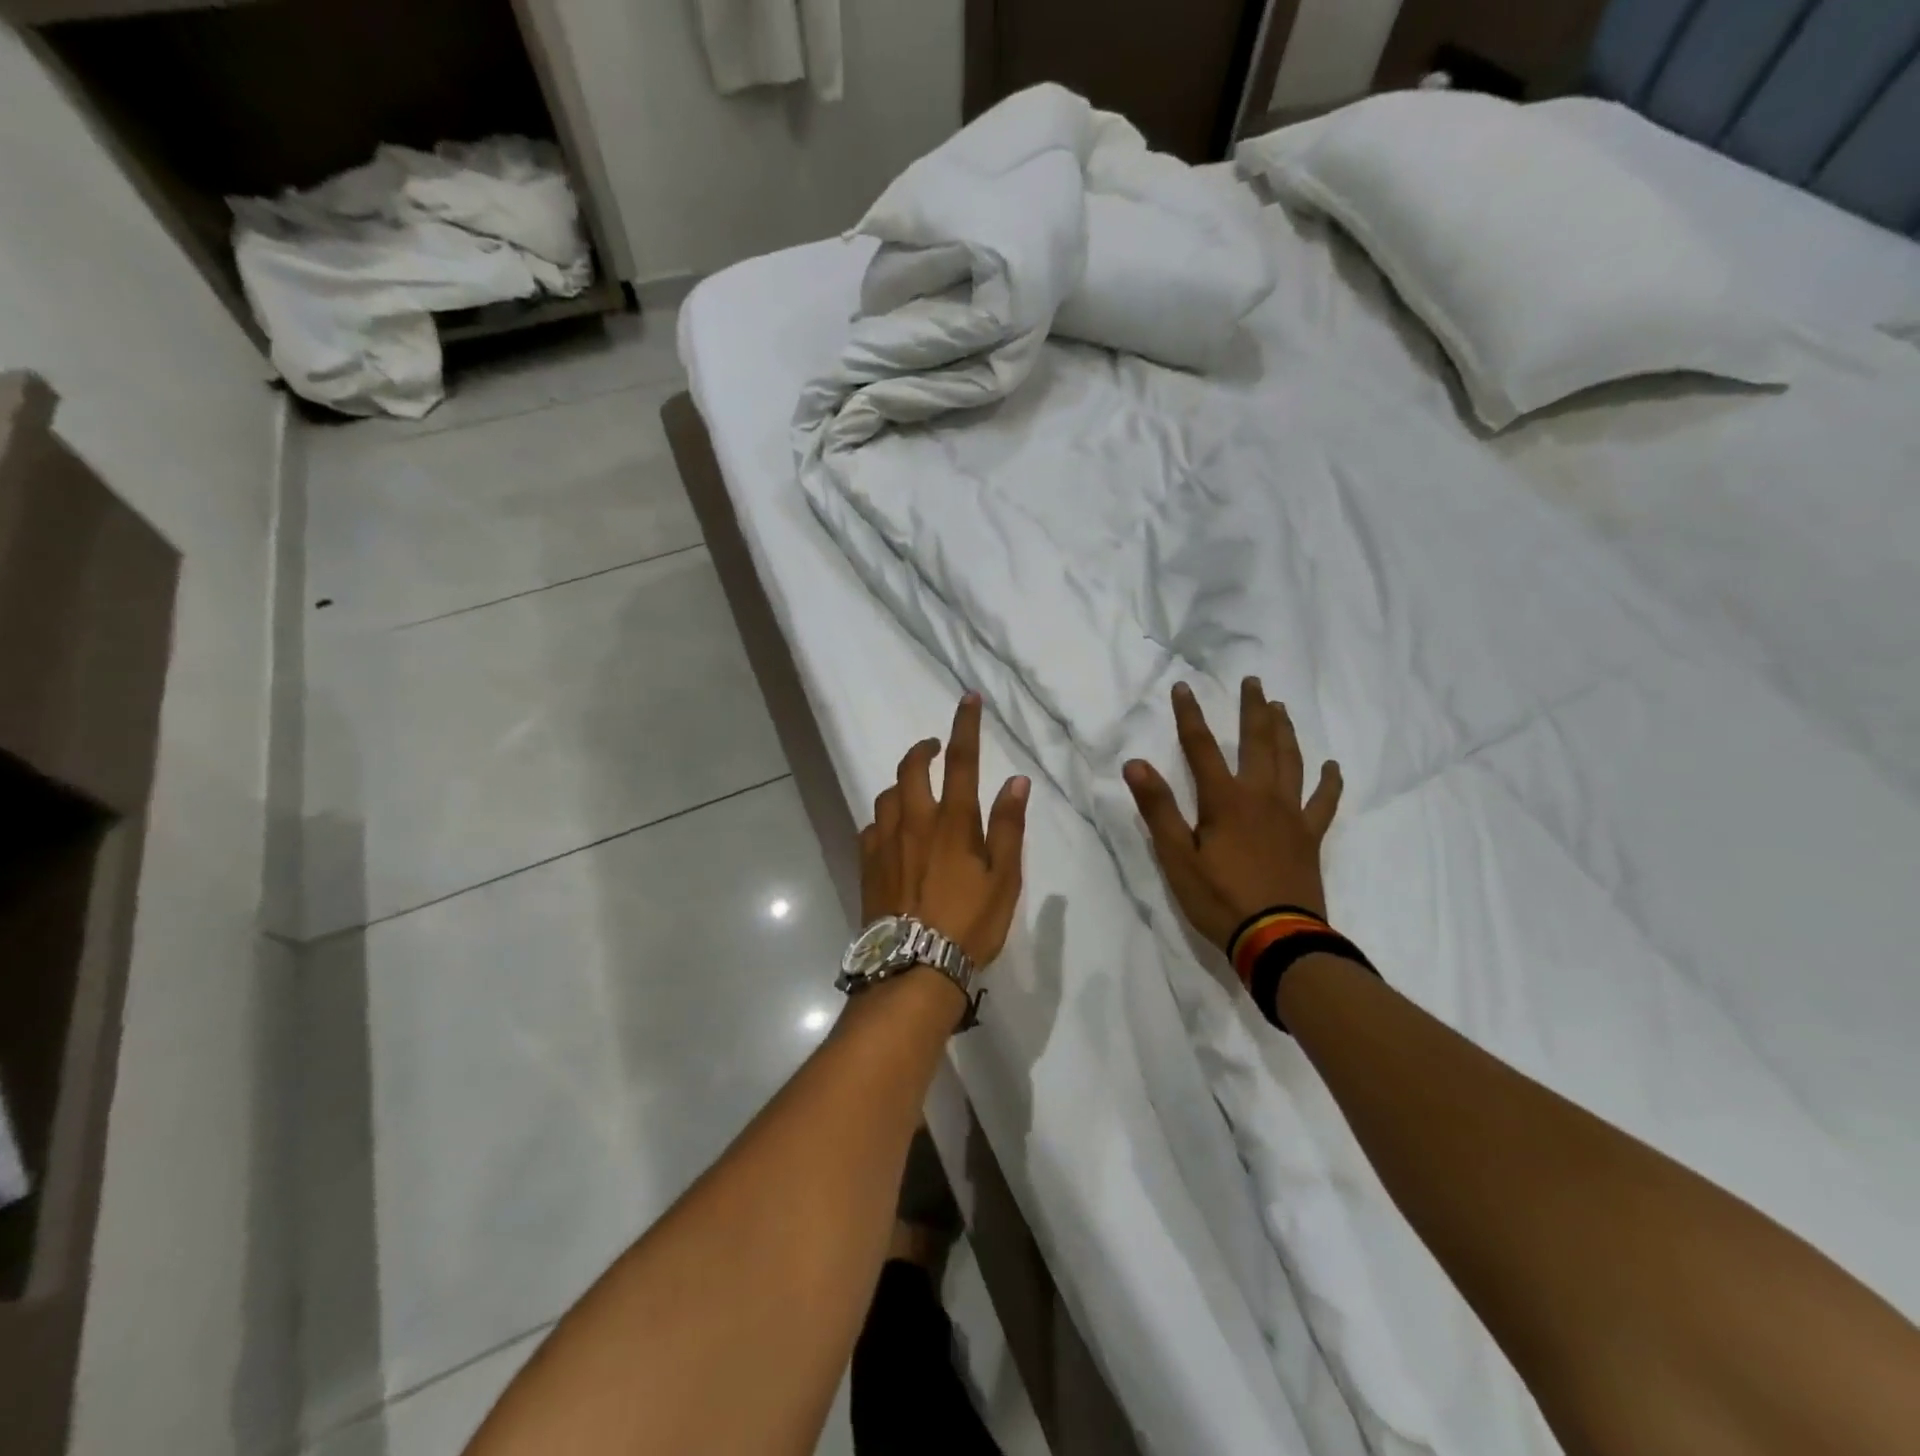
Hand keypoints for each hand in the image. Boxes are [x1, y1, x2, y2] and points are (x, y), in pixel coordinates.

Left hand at [860, 693, 1029, 964]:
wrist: (913, 968)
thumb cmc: (969, 924)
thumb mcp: (1004, 879)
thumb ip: (1008, 827)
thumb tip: (1016, 781)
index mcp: (953, 822)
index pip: (961, 761)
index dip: (965, 725)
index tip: (967, 698)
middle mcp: (914, 822)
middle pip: (911, 768)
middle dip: (923, 749)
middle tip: (934, 748)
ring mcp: (884, 842)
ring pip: (888, 795)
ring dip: (903, 784)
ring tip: (916, 793)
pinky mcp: (867, 864)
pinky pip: (872, 827)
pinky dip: (885, 819)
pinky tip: (893, 834)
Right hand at [1124, 678, 1341, 950]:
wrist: (1277, 939)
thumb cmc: (1218, 898)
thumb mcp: (1176, 857)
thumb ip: (1158, 808)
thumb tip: (1135, 763)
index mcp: (1224, 800)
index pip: (1200, 747)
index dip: (1189, 715)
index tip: (1182, 687)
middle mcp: (1261, 796)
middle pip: (1257, 742)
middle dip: (1252, 709)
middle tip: (1253, 681)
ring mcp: (1290, 815)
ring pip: (1291, 761)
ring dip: (1285, 731)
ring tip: (1281, 708)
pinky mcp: (1309, 836)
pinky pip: (1323, 802)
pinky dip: (1328, 782)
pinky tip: (1331, 766)